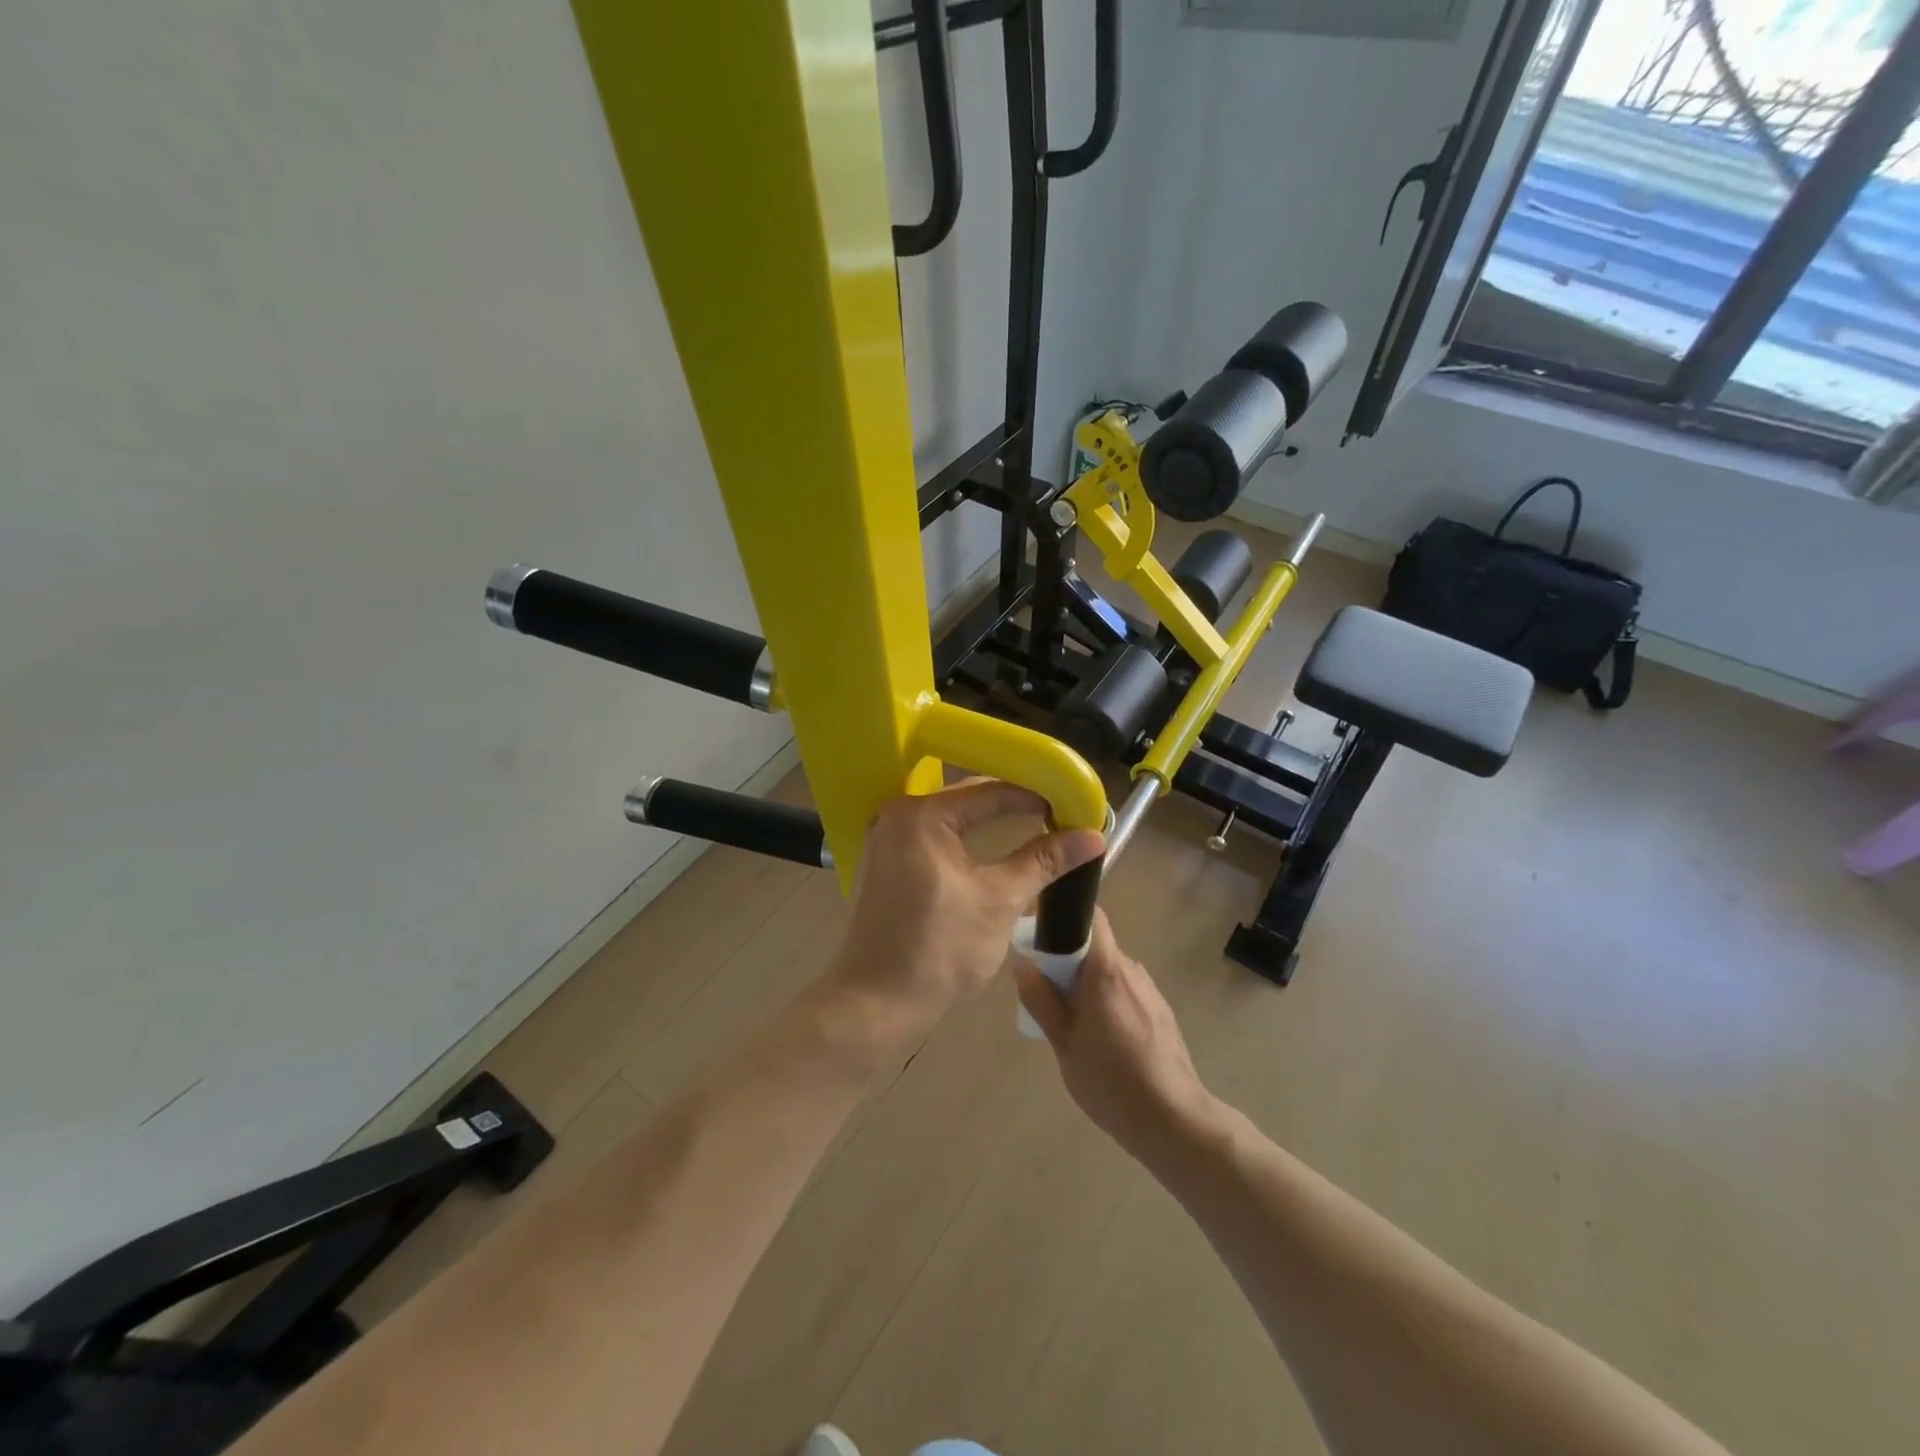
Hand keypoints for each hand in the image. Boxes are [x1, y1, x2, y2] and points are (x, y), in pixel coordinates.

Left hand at [820, 779, 1105, 1061]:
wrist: (875, 1004)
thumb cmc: (940, 950)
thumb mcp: (1000, 901)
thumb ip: (1044, 862)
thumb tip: (1092, 837)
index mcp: (921, 815)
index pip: (990, 790)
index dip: (1036, 795)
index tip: (1073, 804)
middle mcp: (897, 815)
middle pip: (969, 800)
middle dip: (1014, 806)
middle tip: (1059, 814)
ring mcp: (886, 839)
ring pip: (952, 820)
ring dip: (991, 823)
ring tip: (1036, 826)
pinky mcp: (885, 863)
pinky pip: (935, 839)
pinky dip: (966, 841)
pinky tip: (994, 847)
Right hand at [1015, 910, 1211, 1158]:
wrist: (1174, 1120)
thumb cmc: (1111, 1082)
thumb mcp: (1064, 1045)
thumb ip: (1041, 1000)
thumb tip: (1023, 963)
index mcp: (1106, 970)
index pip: (1090, 916)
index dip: (1065, 916)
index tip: (1040, 934)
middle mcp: (1131, 969)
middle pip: (1096, 945)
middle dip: (1068, 959)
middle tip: (1046, 990)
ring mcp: (1150, 989)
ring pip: (1109, 969)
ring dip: (1087, 982)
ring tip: (1071, 1020)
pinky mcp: (1160, 1010)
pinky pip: (1125, 989)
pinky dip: (1107, 999)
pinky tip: (1101, 1037)